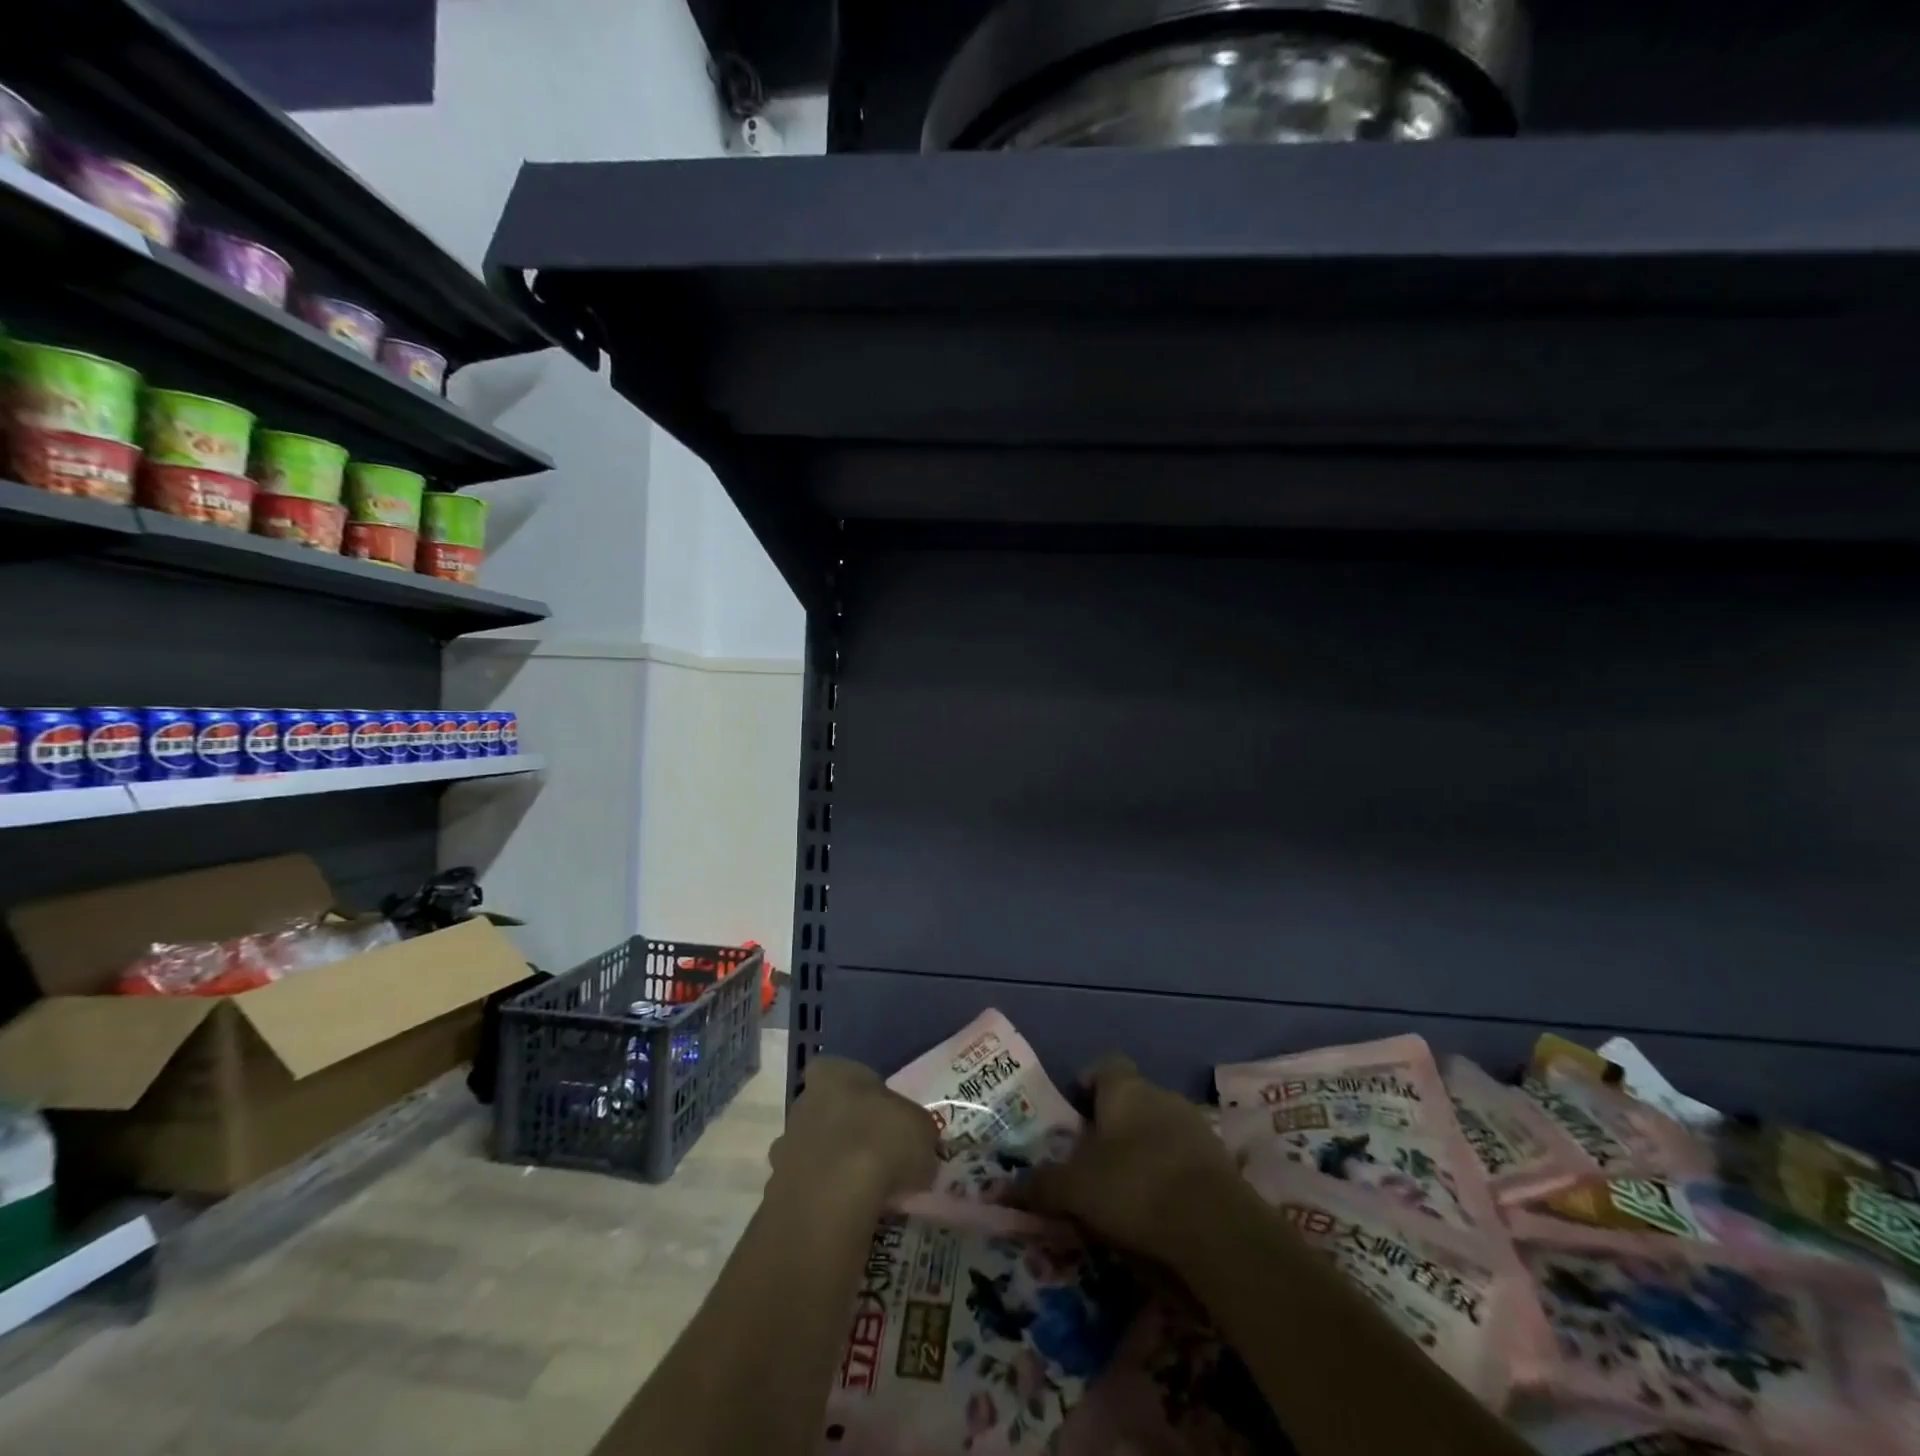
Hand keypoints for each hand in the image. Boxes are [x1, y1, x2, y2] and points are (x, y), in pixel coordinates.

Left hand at [767, 1055, 938, 1212]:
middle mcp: (802, 1103)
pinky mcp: (777, 1190)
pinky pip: (807, 1191)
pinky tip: (847, 1216)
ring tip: (864, 1193)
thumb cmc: (881, 1141)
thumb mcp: (921, 1129)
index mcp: (832, 1073)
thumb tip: (919, 1147)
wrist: (833, 1199)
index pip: (843, 1073)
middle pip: (826, 1113)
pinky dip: (823, 1201)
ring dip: (832, 1168)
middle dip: (846, 1132)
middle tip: (877, 1157)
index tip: (884, 1119)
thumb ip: (917, 1132)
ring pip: (813, 1152)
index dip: (865, 1096)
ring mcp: (786, 1147)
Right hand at [1023, 1054, 1246, 1261]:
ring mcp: (1195, 1125)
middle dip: (1112, 1124)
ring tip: (1124, 1187)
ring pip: (1159, 1127)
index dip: (1087, 1083)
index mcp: (1124, 1089)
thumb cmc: (1134, 1186)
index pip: (1104, 1066)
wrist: (1215, 1224)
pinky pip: (1184, 1156)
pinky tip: (1159, 1206)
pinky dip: (1170, 1172)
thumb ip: (1041, 1185)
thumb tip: (1002, 1188)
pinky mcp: (1219, 1159)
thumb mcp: (1076, 1189)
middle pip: (1131, 1099)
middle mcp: (1160, 1095)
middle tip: (1091, 1158)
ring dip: (1143, 1148)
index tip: (1074, 1112)